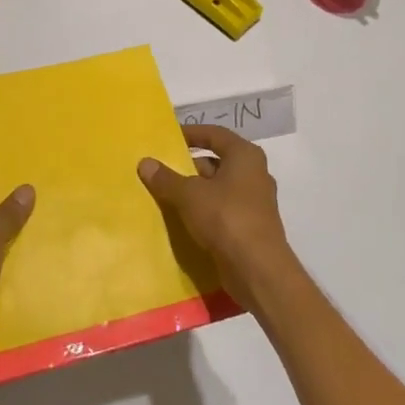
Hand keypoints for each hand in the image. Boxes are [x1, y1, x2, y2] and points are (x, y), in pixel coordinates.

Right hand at [138, 124, 297, 312]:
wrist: (258, 271)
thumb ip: (166, 178)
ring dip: (195, 192)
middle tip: (162, 172)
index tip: (168, 138)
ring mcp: (255, 202)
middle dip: (189, 167)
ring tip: (167, 197)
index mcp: (245, 156)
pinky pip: (223, 211)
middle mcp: (254, 174)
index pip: (214, 134)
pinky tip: (183, 221)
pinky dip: (204, 212)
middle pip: (216, 162)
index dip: (191, 134)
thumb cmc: (227, 218)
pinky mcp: (251, 227)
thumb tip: (145, 162)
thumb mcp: (190, 195)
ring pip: (218, 189)